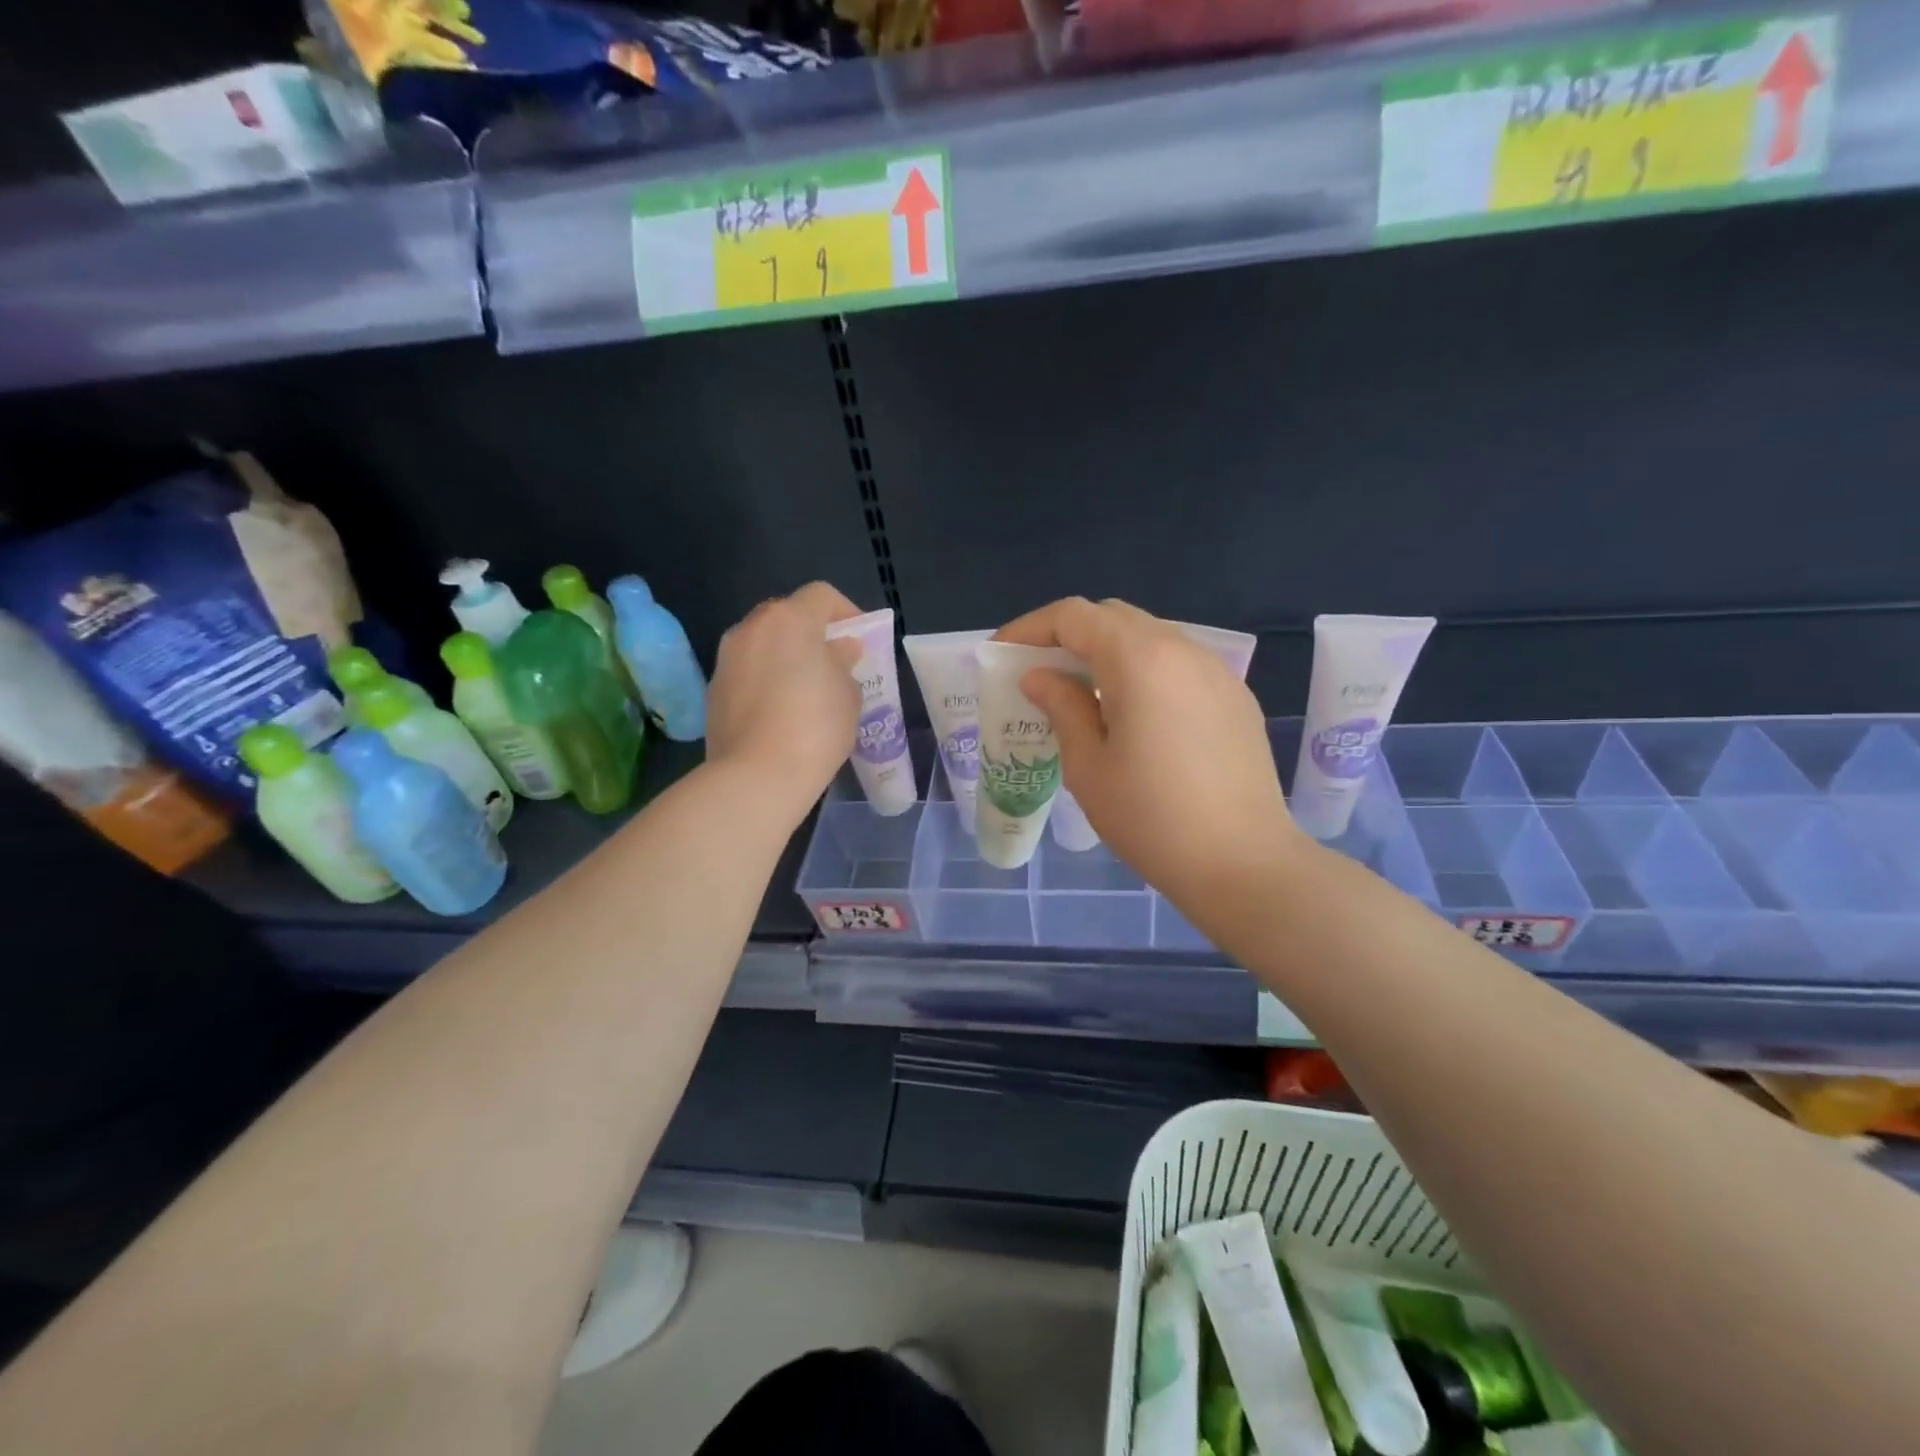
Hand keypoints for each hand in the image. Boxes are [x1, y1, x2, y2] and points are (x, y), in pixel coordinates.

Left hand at [707, 583, 863, 822]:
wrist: (757, 776)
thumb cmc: (815, 727)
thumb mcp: (848, 694)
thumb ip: (843, 663)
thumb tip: (838, 650)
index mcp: (789, 620)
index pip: (821, 595)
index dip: (846, 612)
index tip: (860, 641)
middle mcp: (751, 629)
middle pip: (786, 617)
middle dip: (811, 635)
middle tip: (834, 665)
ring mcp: (726, 659)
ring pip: (762, 645)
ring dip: (785, 658)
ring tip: (806, 692)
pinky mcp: (713, 691)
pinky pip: (746, 674)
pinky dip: (765, 682)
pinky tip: (780, 714)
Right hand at [996, 597, 1303, 906]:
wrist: (1243, 863)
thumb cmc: (1151, 818)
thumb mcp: (1088, 766)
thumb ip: (1062, 707)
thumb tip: (1040, 676)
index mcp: (1139, 660)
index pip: (1074, 615)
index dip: (1030, 628)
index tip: (1002, 655)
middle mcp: (1182, 649)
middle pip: (1113, 617)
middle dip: (1069, 635)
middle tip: (1040, 673)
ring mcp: (1216, 671)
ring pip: (1149, 637)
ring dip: (1108, 652)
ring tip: (1083, 695)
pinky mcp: (1235, 697)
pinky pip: (1178, 664)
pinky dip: (1143, 671)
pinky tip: (1133, 714)